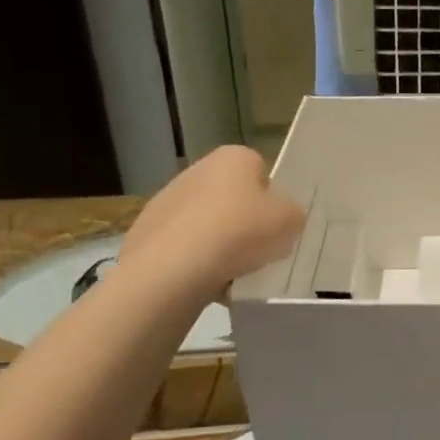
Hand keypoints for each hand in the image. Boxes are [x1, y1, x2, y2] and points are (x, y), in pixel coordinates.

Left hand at [120, 146, 303, 292]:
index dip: (272, 199)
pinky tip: (206, 281)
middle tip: (259, 250)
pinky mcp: (146, 231)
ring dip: (220, 244)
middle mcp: (197, 170)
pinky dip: (196, 262)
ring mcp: (167, 200)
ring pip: (208, 223)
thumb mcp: (290, 222)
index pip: (261, 171)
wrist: (172, 268)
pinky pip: (185, 246)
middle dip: (244, 221)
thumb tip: (283, 218)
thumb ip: (292, 214)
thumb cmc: (239, 232)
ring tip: (233, 273)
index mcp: (234, 158)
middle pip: (232, 197)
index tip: (276, 224)